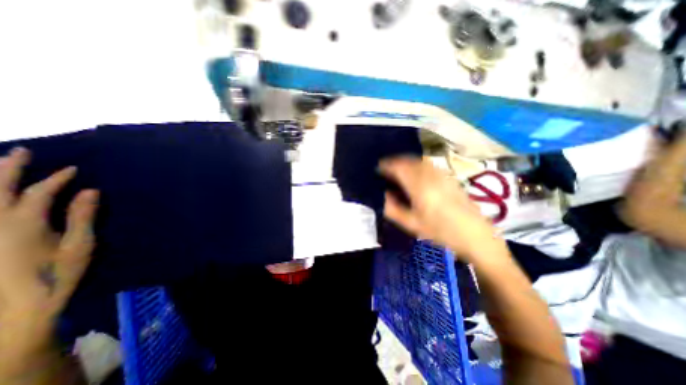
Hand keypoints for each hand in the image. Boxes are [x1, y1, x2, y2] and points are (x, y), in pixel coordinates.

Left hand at [1, 148, 97, 326]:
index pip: (39, 193)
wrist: (18, 307)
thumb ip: (82, 216)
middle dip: (8, 168)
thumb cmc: (57, 273)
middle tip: (20, 152)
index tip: (73, 168)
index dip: (56, 178)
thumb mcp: (79, 245)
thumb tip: (90, 191)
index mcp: (23, 224)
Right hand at [378, 158, 504, 263]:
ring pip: (419, 161)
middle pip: (409, 160)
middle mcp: (431, 176)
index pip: (399, 167)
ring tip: (398, 169)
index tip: (378, 167)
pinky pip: (428, 164)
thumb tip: (382, 195)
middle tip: (385, 168)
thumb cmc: (441, 232)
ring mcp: (442, 175)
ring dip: (406, 161)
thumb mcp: (412, 224)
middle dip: (395, 161)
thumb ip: (393, 209)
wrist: (475, 235)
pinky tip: (415, 173)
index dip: (386, 165)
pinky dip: (416, 164)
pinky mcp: (449, 177)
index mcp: (419, 187)